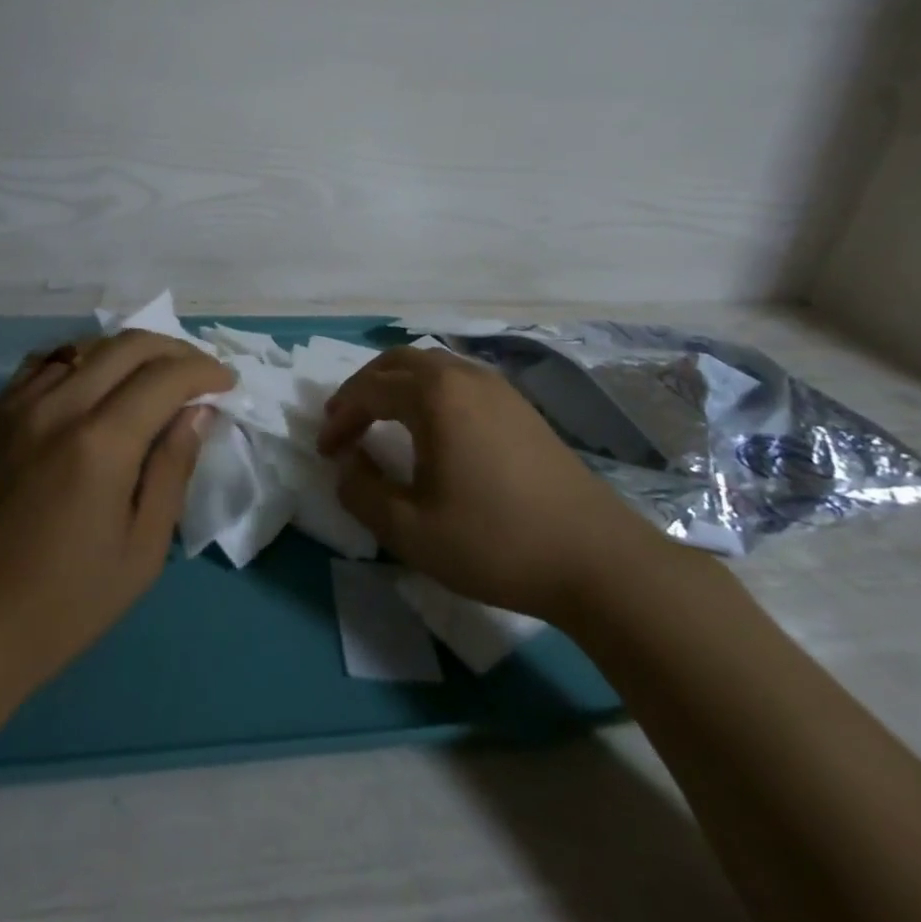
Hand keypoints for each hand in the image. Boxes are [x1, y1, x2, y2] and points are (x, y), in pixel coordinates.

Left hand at [0, 331, 233, 698]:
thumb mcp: (140, 551)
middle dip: (174, 350)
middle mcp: (58, 407)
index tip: (227, 384)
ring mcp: (18, 405)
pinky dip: (82, 359)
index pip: (165, 377)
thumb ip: (171, 471)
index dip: (205, 372)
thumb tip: (197, 413)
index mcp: (100, 444)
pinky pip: (45, 362)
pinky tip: (94, 382)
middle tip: (199, 374)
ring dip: (129, 351)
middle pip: (127, 346)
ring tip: (153, 376)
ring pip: (86, 346)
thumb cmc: (61, 605)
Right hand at [317, 346, 668, 620]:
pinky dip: (428, 390)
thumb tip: (347, 466)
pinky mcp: (520, 406)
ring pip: (430, 365)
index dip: (339, 418)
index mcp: (434, 396)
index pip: (369, 391)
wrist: (596, 559)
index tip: (324, 451)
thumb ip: (362, 493)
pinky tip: (431, 425)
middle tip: (343, 421)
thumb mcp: (411, 530)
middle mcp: (463, 376)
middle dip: (362, 388)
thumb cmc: (495, 542)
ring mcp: (497, 387)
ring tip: (380, 417)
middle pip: (397, 362)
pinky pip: (458, 378)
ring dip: (395, 384)